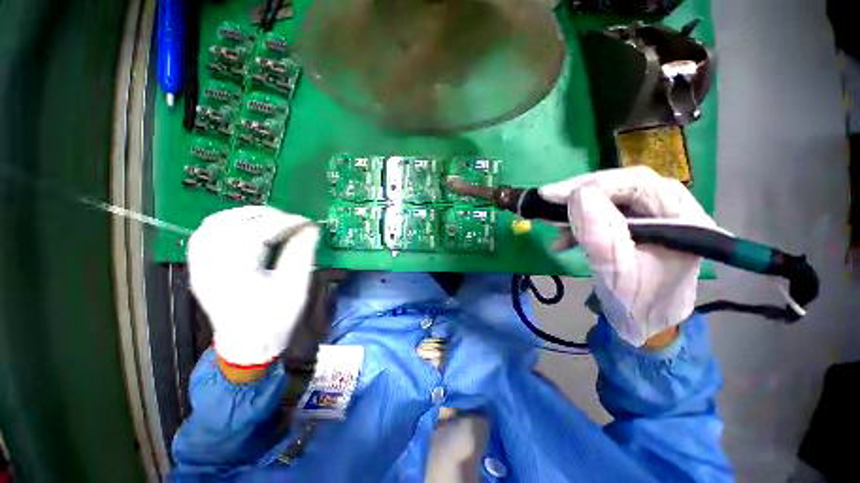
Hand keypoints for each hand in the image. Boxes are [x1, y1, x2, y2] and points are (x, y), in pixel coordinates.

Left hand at [187, 206, 318, 366]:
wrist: (247, 346)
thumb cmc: (274, 321)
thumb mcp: (295, 289)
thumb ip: (302, 254)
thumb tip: (310, 229)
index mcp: (236, 274)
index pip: (258, 233)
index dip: (286, 222)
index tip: (307, 222)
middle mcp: (211, 266)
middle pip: (232, 223)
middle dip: (266, 215)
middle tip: (291, 221)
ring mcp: (200, 267)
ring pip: (214, 224)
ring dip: (244, 216)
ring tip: (270, 220)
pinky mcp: (199, 268)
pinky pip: (204, 235)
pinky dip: (225, 224)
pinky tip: (244, 227)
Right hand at [539, 167, 715, 346]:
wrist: (645, 324)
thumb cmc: (638, 304)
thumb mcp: (617, 272)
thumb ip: (600, 234)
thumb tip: (577, 196)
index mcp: (684, 218)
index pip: (637, 184)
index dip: (592, 184)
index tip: (551, 195)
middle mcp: (673, 208)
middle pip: (623, 185)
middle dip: (581, 192)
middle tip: (548, 199)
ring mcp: (653, 215)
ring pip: (611, 196)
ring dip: (578, 208)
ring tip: (553, 222)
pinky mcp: (635, 224)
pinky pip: (604, 212)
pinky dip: (580, 222)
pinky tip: (563, 238)